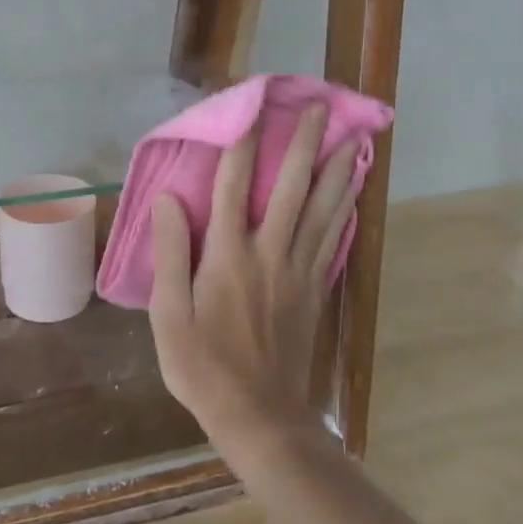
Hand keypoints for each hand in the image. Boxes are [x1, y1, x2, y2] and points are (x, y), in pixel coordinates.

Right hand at [148, 103, 359, 456]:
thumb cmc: (203, 365)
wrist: (258, 417)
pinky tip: (354, 195)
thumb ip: (169, 253)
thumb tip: (170, 198)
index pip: (234, 185)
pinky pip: (334, 241)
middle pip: (292, 188)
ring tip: (353, 139)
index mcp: (228, 255)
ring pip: (323, 210)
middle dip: (307, 144)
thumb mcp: (168, 314)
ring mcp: (298, 271)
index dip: (243, 142)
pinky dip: (345, 212)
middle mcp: (269, 253)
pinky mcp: (315, 290)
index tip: (252, 107)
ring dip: (338, 171)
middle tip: (322, 109)